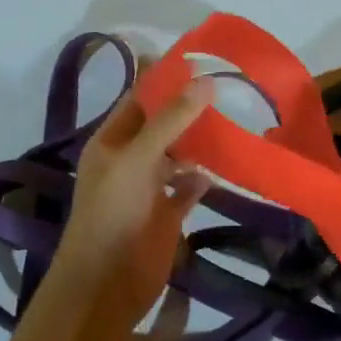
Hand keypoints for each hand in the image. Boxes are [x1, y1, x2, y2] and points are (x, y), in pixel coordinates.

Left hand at [46, 79, 213, 326]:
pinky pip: (189, 188)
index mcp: (112, 142)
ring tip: (233, 119)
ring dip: (200, 141)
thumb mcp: (137, 159)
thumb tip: (206, 82)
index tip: (195, 58)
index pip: (138, 100)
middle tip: (226, 85)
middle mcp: (130, 160)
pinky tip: (225, 166)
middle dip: (188, 108)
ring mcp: (150, 188)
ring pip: (178, 155)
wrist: (107, 283)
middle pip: (161, 126)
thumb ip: (170, 121)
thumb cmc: (112, 213)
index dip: (162, 79)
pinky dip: (204, 177)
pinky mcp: (168, 213)